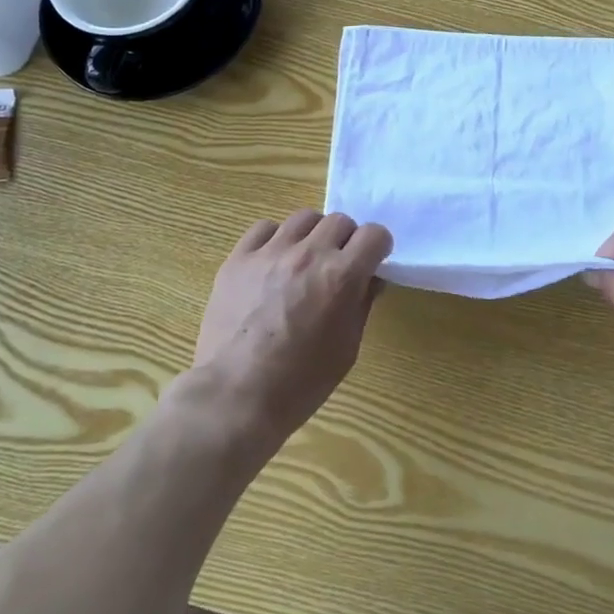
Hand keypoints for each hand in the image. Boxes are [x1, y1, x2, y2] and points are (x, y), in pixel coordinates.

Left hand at [192, 210, 391, 444]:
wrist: (236, 396)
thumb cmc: (301, 382)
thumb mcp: (347, 348)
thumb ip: (361, 304)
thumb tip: (370, 279)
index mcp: (341, 276)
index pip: (375, 234)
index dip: (378, 247)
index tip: (372, 261)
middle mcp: (309, 254)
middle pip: (340, 221)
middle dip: (346, 240)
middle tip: (338, 264)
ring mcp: (270, 252)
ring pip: (303, 218)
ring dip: (313, 235)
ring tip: (305, 260)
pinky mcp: (239, 258)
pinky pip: (264, 228)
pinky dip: (275, 238)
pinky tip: (273, 261)